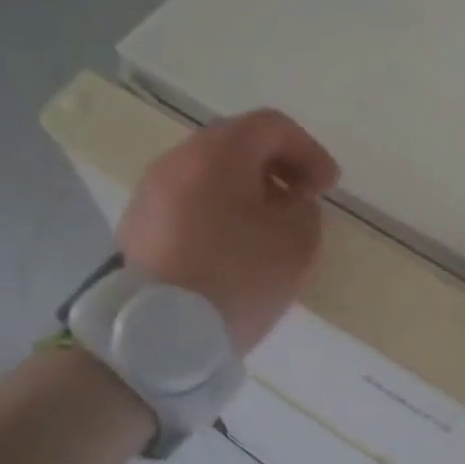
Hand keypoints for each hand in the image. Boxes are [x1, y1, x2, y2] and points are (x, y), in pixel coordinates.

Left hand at [118, 109, 339, 352]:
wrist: (158, 337)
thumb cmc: (236, 278)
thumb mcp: (297, 241)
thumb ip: (305, 208)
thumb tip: (289, 202)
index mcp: (218, 154)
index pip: (272, 126)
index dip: (309, 151)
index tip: (327, 188)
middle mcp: (177, 160)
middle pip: (237, 144)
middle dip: (278, 167)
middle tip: (302, 200)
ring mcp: (150, 192)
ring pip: (210, 172)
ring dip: (246, 189)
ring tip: (268, 227)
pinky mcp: (137, 225)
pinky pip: (189, 200)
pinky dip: (218, 209)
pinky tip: (233, 246)